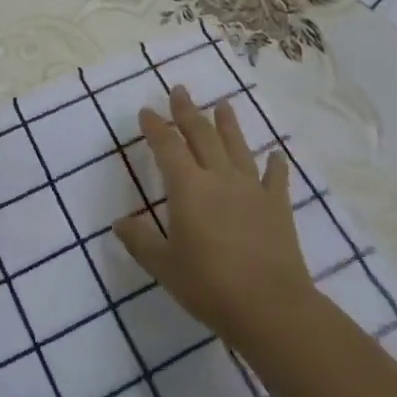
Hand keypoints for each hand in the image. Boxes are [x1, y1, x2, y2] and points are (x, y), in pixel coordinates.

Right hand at [115, 86, 317, 352]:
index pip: (168, 146)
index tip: (146, 110)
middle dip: (188, 111)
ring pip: (237, 147)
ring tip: (223, 104)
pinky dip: (276, 165)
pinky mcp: (278, 207)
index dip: (156, 127)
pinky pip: (276, 179)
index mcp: (188, 187)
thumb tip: (119, 223)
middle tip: (180, 89)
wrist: (270, 306)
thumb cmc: (209, 285)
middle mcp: (220, 178)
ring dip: (229, 124)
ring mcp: (252, 189)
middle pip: (202, 135)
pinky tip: (276, 155)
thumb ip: (140, 241)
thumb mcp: (164, 266)